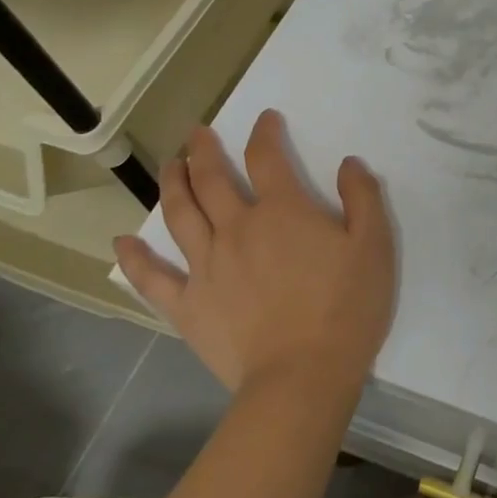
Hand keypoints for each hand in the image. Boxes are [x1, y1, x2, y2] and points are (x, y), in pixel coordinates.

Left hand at [114, 111, 396, 395]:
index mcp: (282, 210)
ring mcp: (207, 267)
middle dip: (204, 150)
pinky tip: (122, 242)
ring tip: (170, 166)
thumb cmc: (346, 307)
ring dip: (172, 184)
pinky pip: (153, 278)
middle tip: (196, 133)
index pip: (267, 157)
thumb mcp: (374, 245)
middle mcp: (237, 228)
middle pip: (212, 179)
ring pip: (180, 215)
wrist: (302, 378)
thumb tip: (348, 163)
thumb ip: (363, 197)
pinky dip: (135, 258)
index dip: (264, 133)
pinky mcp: (189, 306)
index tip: (265, 119)